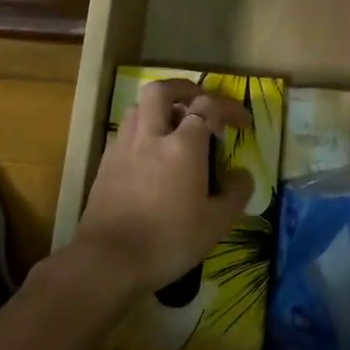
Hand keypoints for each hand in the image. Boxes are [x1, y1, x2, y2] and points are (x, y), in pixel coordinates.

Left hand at [71, 79, 254, 293]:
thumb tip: (241, 174)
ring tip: (174, 126)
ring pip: (138, 108)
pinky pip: (126, 132)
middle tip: (199, 102)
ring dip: (159, 108)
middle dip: (183, 88)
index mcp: (182, 146)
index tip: (243, 123)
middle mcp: (150, 136)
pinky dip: (142, 131)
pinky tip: (150, 154)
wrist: (108, 261)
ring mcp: (123, 148)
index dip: (229, 109)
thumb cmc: (169, 241)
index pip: (208, 107)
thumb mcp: (216, 224)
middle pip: (161, 91)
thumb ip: (234, 194)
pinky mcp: (105, 164)